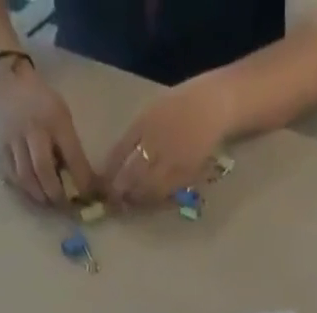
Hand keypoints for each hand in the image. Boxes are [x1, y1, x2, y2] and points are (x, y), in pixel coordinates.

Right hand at [0, 58, 95, 205]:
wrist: (3, 77)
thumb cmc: (40, 99)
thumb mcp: (61, 113)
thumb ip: (70, 144)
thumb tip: (81, 180)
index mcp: (55, 119)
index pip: (73, 157)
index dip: (82, 182)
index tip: (88, 196)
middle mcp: (33, 128)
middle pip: (44, 170)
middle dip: (57, 193)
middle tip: (65, 204)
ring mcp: (13, 137)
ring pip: (26, 177)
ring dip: (40, 195)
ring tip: (49, 201)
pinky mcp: (0, 145)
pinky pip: (12, 174)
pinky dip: (24, 189)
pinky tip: (33, 192)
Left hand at [101, 76, 233, 206]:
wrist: (213, 107)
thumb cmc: (183, 104)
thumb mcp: (153, 111)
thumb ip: (137, 134)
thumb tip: (120, 160)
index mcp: (144, 123)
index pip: (120, 153)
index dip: (110, 171)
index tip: (103, 183)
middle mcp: (155, 143)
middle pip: (131, 174)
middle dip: (120, 190)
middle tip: (113, 201)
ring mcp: (171, 160)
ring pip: (147, 187)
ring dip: (136, 198)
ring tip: (129, 203)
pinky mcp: (185, 174)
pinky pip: (165, 192)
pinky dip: (153, 199)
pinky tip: (149, 201)